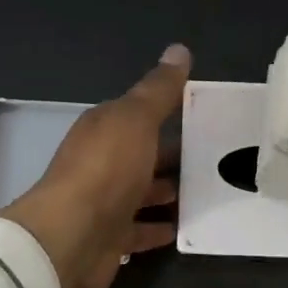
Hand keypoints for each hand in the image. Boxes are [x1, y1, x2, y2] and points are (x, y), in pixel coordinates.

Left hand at [1, 44, 189, 287]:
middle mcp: (101, 162)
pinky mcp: (110, 238)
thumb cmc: (106, 170)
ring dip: (168, 191)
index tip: (206, 115)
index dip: (170, 111)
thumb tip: (179, 49)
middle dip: (174, 155)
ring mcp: (104, 202)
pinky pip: (139, 229)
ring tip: (207, 191)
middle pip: (143, 154)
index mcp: (104, 129)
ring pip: (142, 192)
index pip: (139, 114)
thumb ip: (159, 89)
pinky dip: (158, 227)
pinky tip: (183, 227)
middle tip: (216, 158)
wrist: (71, 238)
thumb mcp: (136, 119)